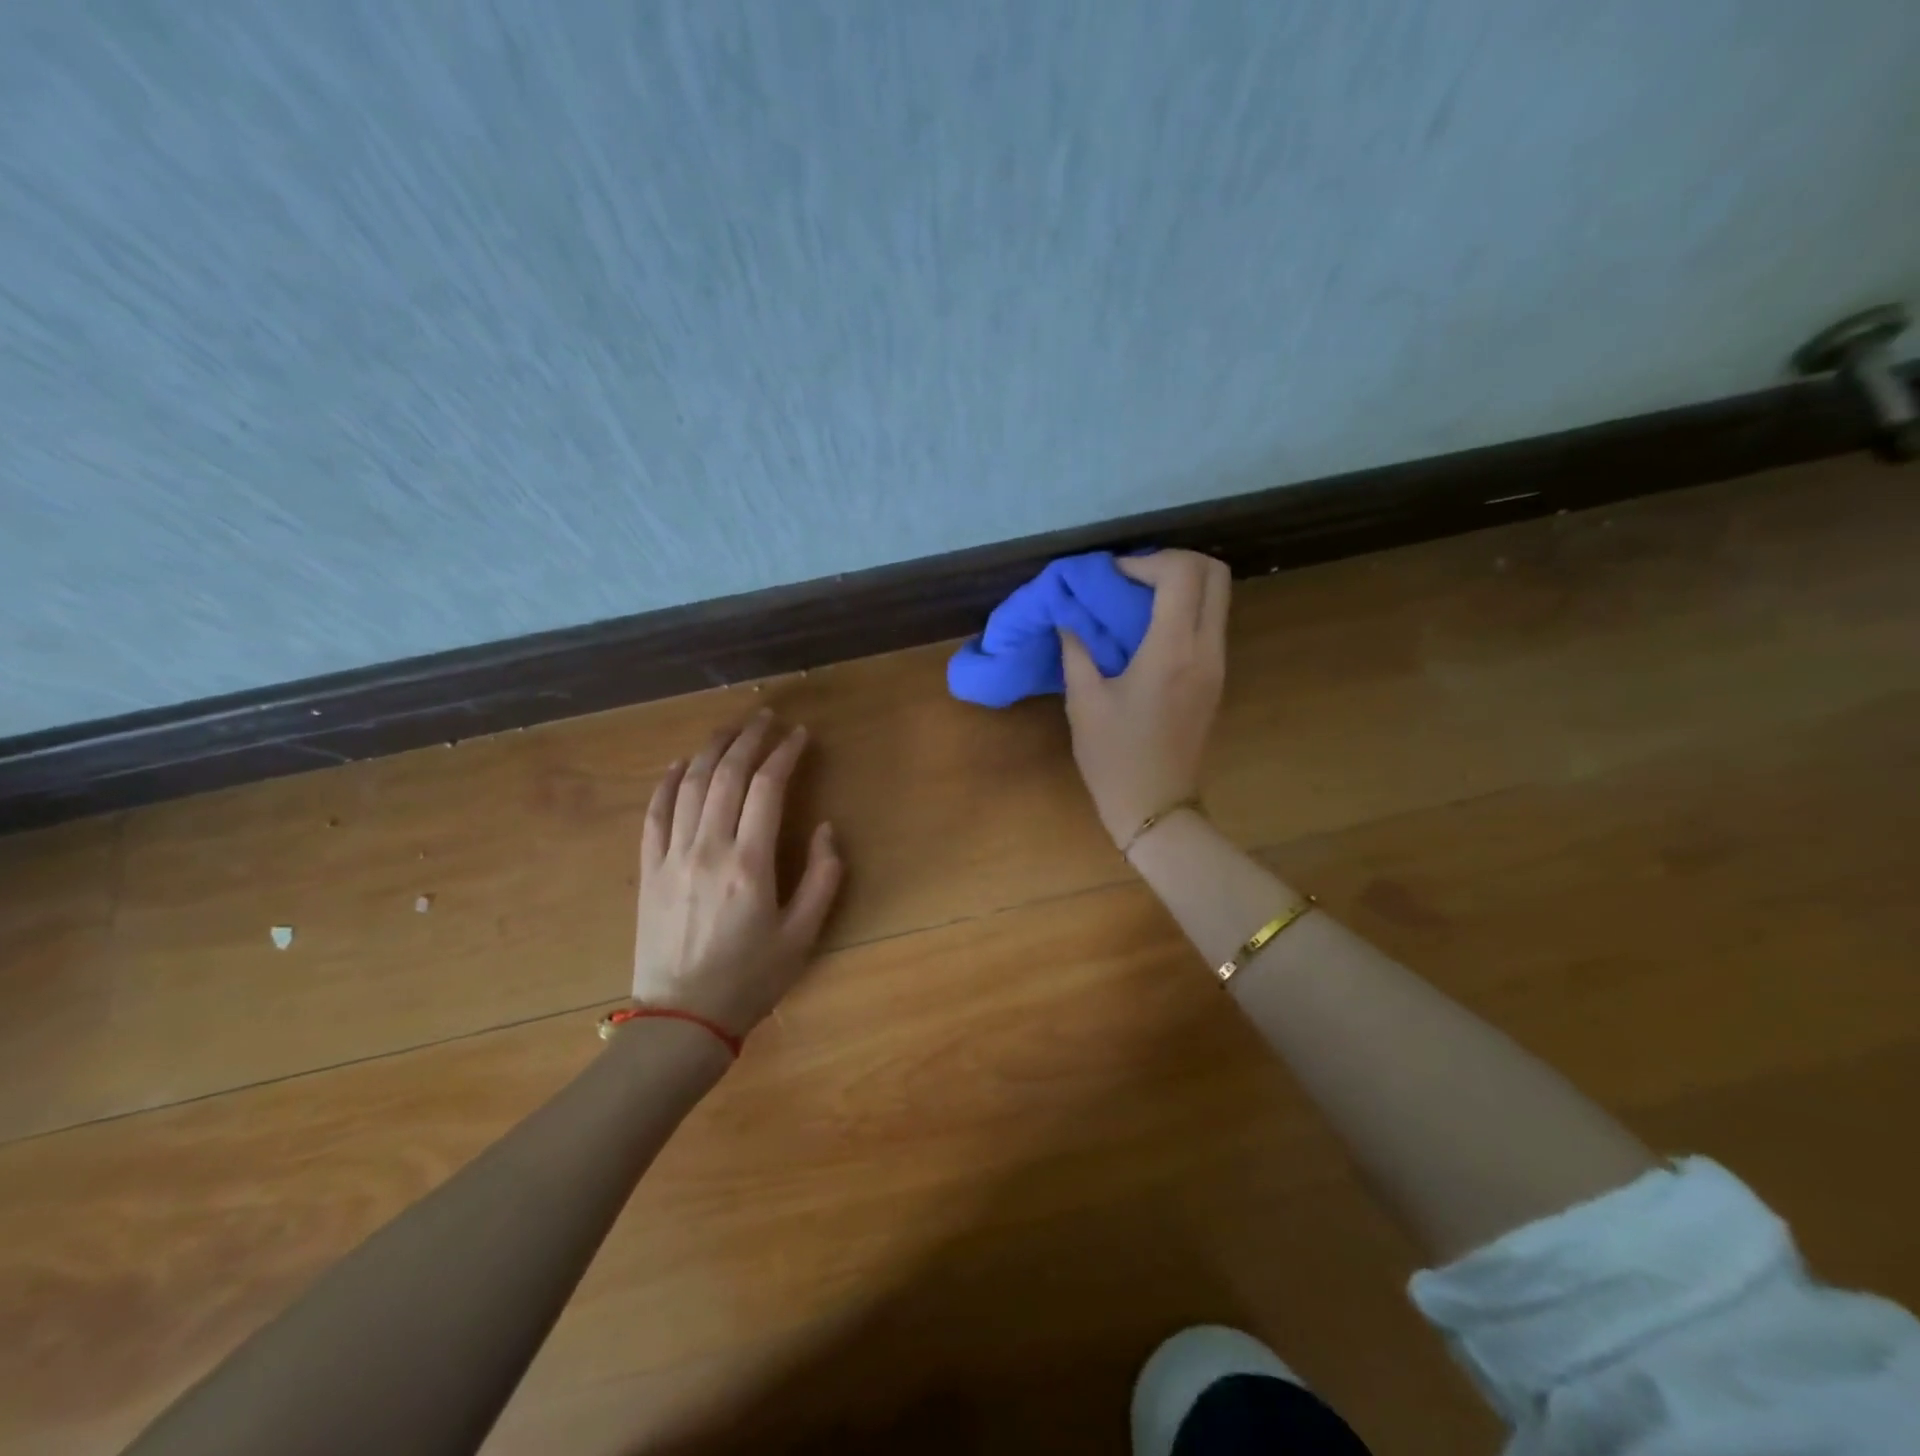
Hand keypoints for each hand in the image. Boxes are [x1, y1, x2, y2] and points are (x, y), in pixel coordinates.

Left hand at [632, 711, 842, 1035]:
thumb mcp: (803, 935)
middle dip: (749, 738)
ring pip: (690, 785)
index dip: (785, 754)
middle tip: (766, 716)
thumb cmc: (751, 980)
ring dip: (711, 749)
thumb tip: (824, 828)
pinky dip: (667, 782)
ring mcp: (672, 857)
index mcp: (750, 864)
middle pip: (726, 775)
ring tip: (731, 727)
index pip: (767, 789)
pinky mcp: (648, 870)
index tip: (800, 735)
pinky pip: (654, 814)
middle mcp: (708, 849)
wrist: (682, 1020)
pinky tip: (680, 763)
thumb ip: (822, 877)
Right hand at [1059, 550, 1230, 848]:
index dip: (1146, 561)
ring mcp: (1218, 665)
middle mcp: (1206, 650)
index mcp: (1172, 651)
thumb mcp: (1084, 702)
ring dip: (1182, 584)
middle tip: (1132, 576)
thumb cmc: (1114, 758)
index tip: (1112, 575)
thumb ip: (1076, 651)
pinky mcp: (1217, 678)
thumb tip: (1068, 618)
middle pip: (1215, 573)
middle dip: (1174, 561)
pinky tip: (1148, 627)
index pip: (1182, 574)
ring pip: (1219, 596)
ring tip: (1137, 598)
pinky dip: (1186, 608)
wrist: (1156, 806)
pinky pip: (1211, 622)